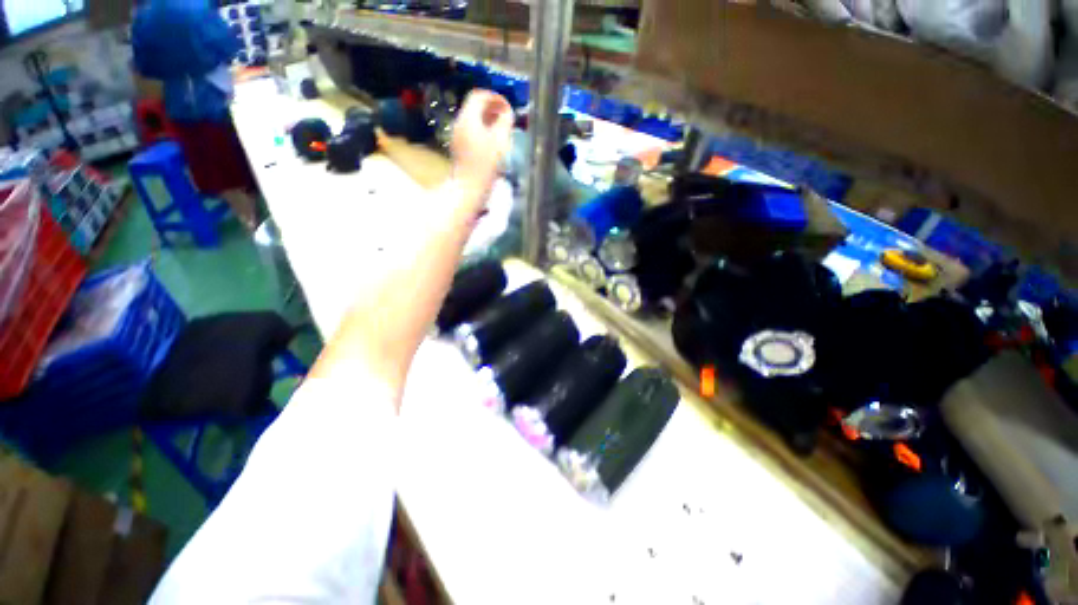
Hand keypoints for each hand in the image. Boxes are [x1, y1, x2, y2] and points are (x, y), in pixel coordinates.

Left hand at [450, 90, 513, 210]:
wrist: (469, 188)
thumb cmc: (485, 164)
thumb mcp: (500, 140)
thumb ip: (505, 121)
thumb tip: (507, 111)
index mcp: (468, 118)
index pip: (479, 95)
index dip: (494, 97)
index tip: (507, 106)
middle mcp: (460, 123)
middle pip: (474, 107)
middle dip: (492, 108)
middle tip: (506, 117)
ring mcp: (458, 136)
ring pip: (473, 120)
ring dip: (488, 120)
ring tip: (502, 129)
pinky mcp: (459, 149)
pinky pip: (471, 132)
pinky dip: (483, 131)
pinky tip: (493, 142)